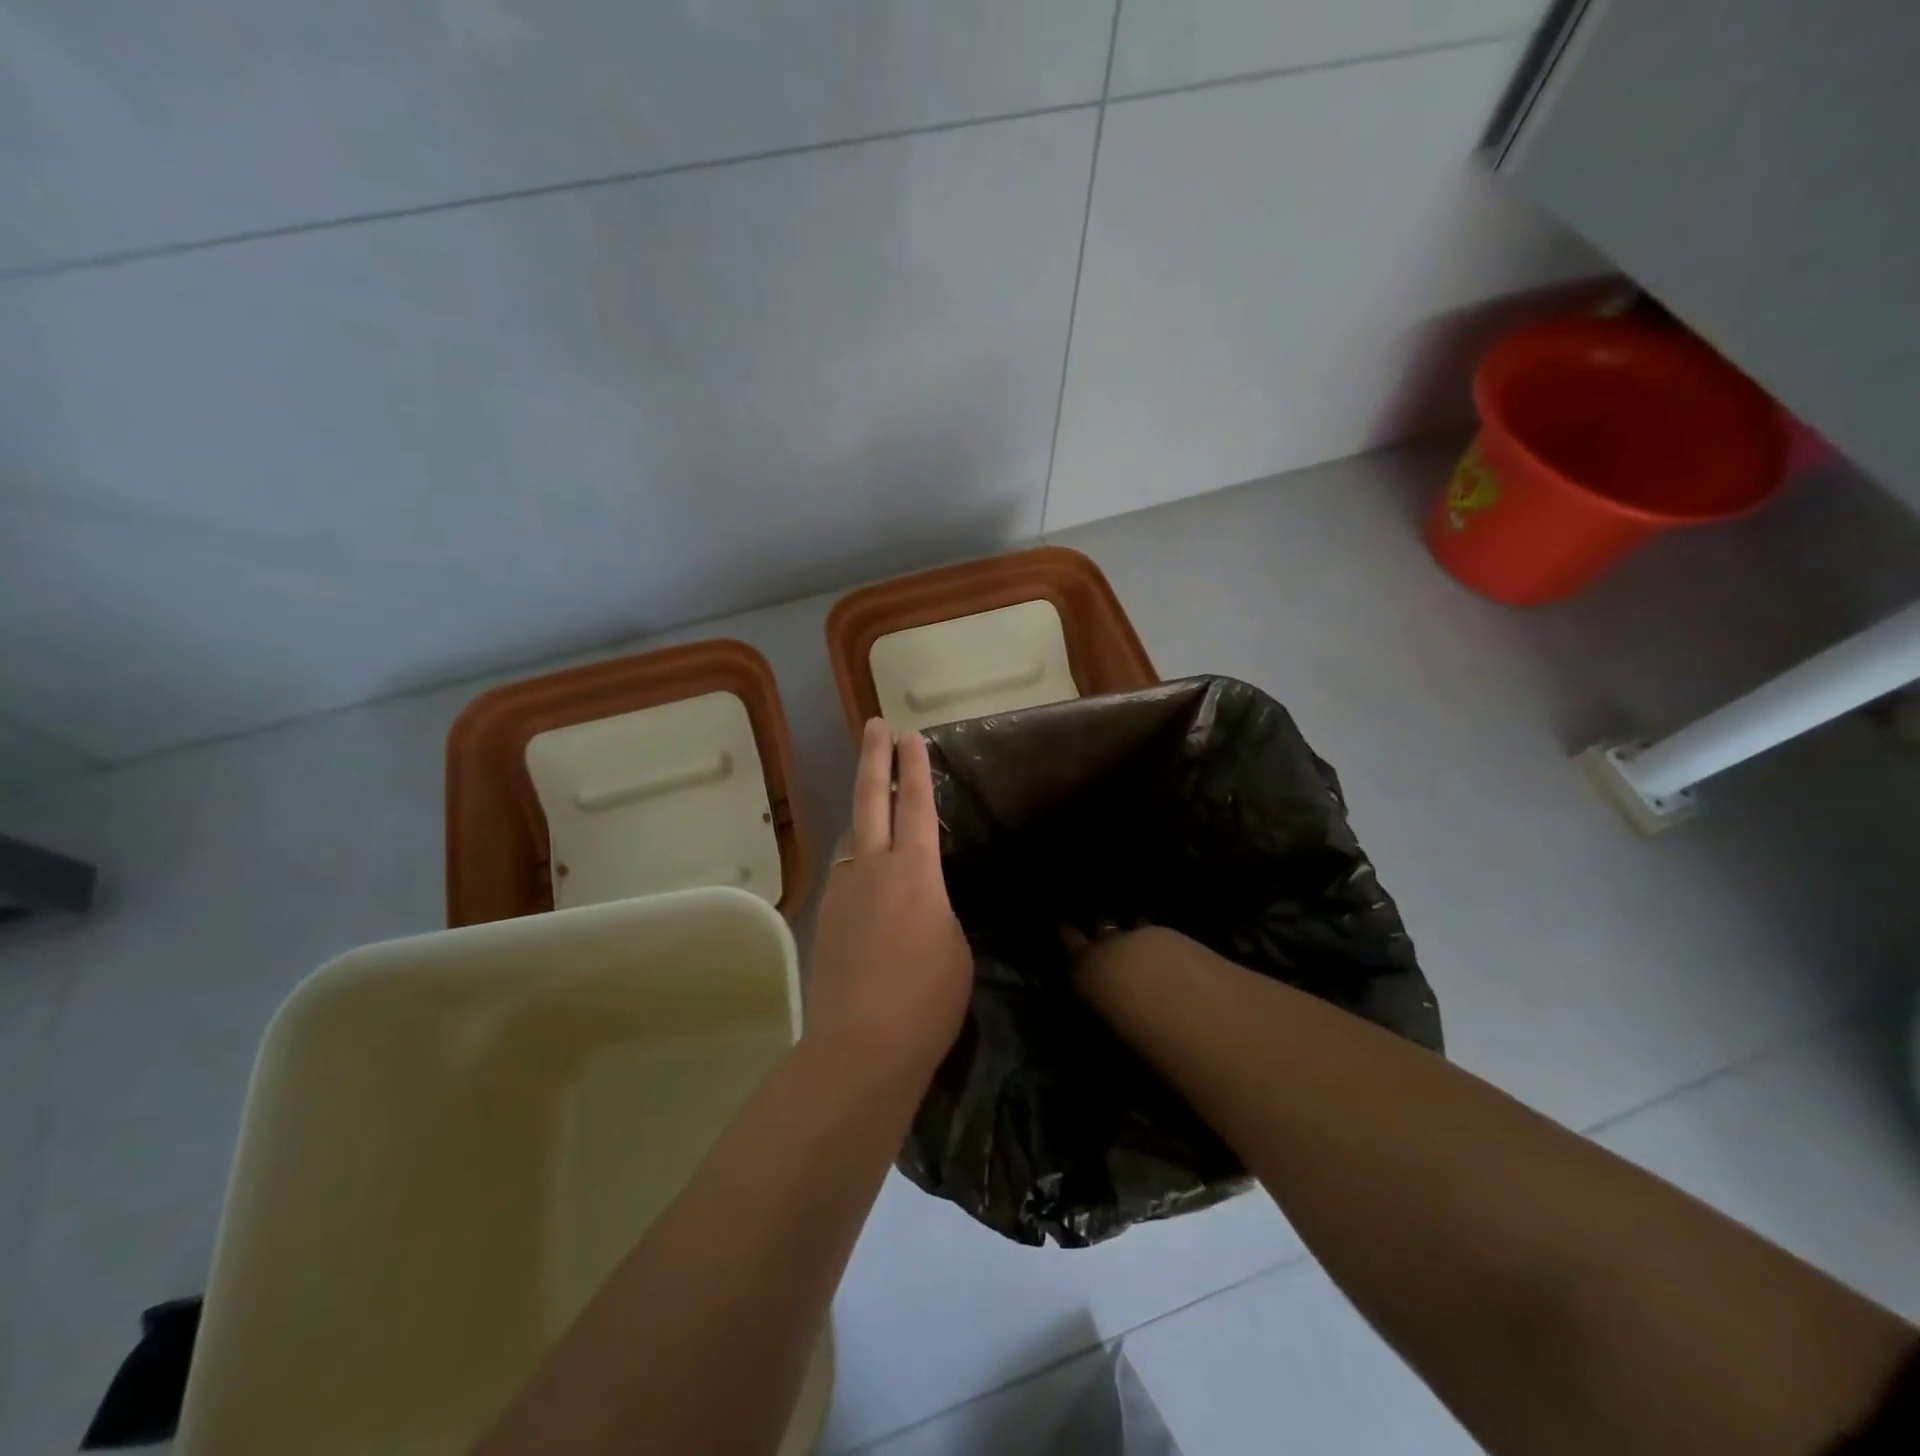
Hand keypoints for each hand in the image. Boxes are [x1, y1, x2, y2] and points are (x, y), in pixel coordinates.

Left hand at [805, 719, 973, 1089]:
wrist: (862, 1047)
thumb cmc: (927, 1000)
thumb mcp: (955, 947)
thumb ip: (938, 909)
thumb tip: (922, 899)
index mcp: (915, 873)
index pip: (916, 806)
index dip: (915, 767)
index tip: (911, 735)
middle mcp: (873, 869)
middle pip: (871, 800)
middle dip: (875, 758)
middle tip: (876, 725)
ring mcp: (843, 892)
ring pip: (852, 837)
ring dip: (864, 814)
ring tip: (876, 805)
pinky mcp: (826, 918)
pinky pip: (844, 873)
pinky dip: (857, 861)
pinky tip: (867, 877)